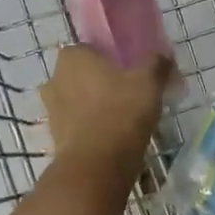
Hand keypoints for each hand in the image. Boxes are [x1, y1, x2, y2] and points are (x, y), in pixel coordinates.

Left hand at [41, 45, 170, 177]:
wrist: (97, 166)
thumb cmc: (121, 112)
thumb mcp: (149, 81)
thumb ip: (156, 63)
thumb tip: (162, 56)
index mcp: (72, 57)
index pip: (90, 47)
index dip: (111, 57)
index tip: (130, 69)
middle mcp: (55, 78)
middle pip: (83, 74)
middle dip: (102, 82)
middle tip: (130, 92)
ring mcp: (52, 110)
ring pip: (79, 100)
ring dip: (96, 106)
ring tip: (125, 117)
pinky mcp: (55, 137)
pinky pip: (78, 124)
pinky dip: (92, 127)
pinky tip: (114, 136)